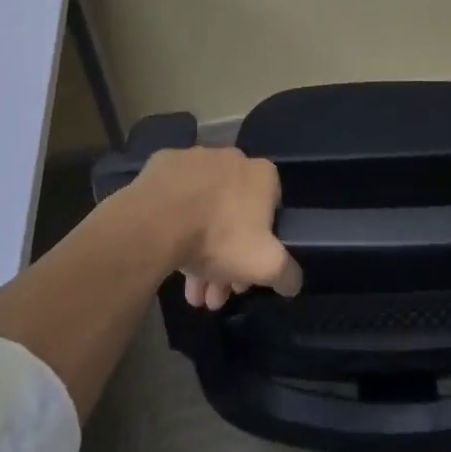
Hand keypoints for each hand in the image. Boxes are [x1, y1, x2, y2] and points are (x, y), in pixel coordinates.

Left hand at [135, 147, 302, 309]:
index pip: (271, 212)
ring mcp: (195, 158)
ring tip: (189, 292)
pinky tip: (167, 252)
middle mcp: (232, 158)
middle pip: (234, 215)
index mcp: (262, 174)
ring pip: (203, 209)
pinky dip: (174, 221)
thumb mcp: (265, 265)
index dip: (260, 247)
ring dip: (199, 249)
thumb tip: (293, 282)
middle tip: (214, 293)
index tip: (245, 276)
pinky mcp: (163, 164)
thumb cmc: (219, 238)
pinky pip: (174, 197)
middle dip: (226, 259)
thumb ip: (287, 273)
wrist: (157, 221)